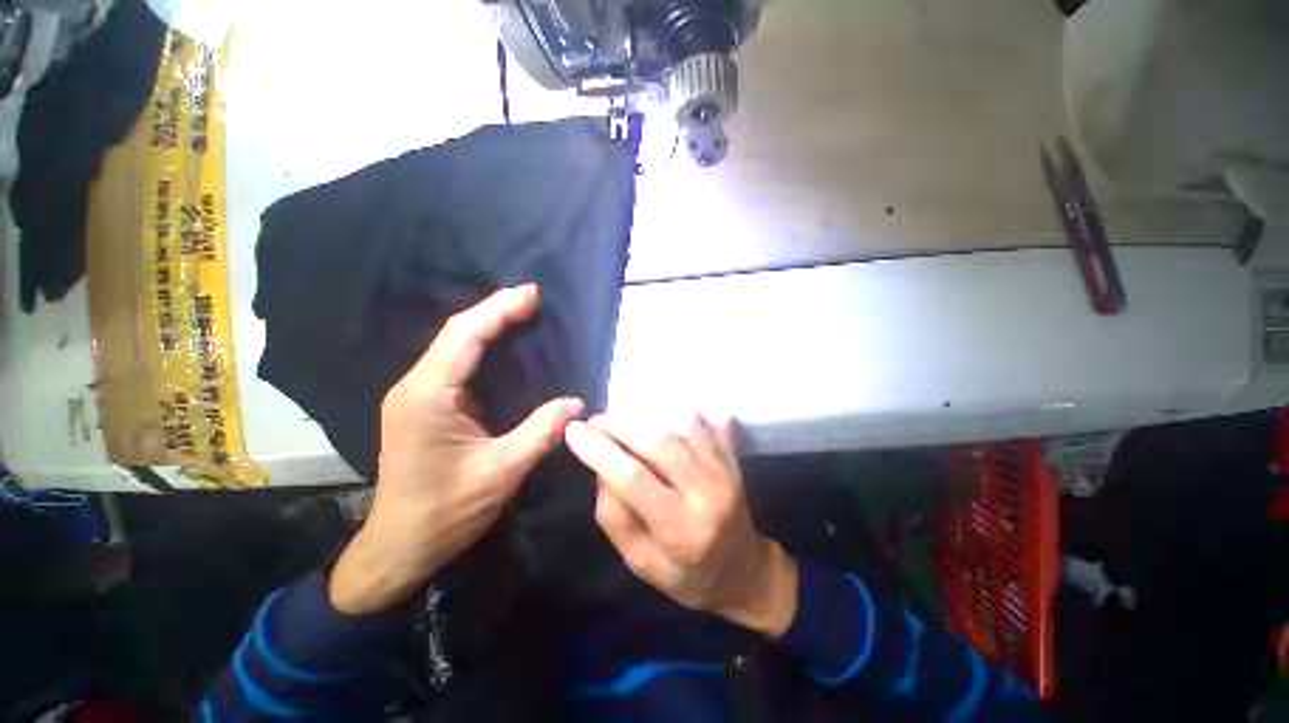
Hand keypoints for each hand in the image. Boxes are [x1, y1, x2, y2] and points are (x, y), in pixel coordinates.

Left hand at [329, 285, 583, 615]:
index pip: (465, 336)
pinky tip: (503, 347)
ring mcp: (416, 395)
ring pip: (454, 346)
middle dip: (495, 310)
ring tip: (523, 314)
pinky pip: (455, 365)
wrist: (400, 547)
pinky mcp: (423, 406)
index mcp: (428, 395)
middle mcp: (415, 386)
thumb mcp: (503, 471)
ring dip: (487, 326)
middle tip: (533, 299)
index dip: (499, 309)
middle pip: (456, 333)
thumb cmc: (447, 511)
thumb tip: (577, 403)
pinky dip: (481, 348)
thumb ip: (542, 431)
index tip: (532, 294)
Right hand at [564, 414, 798, 636]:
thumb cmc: (686, 574)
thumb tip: (602, 466)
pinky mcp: (732, 454)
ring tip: (621, 418)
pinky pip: (703, 417)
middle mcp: (708, 492)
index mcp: (681, 530)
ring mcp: (725, 468)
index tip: (573, 430)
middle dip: (618, 423)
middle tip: (595, 421)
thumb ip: (615, 514)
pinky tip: (656, 414)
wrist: (743, 569)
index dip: (599, 450)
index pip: (633, 478)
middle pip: (658, 441)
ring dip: (644, 413)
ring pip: (679, 422)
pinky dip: (674, 409)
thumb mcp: (639, 561)